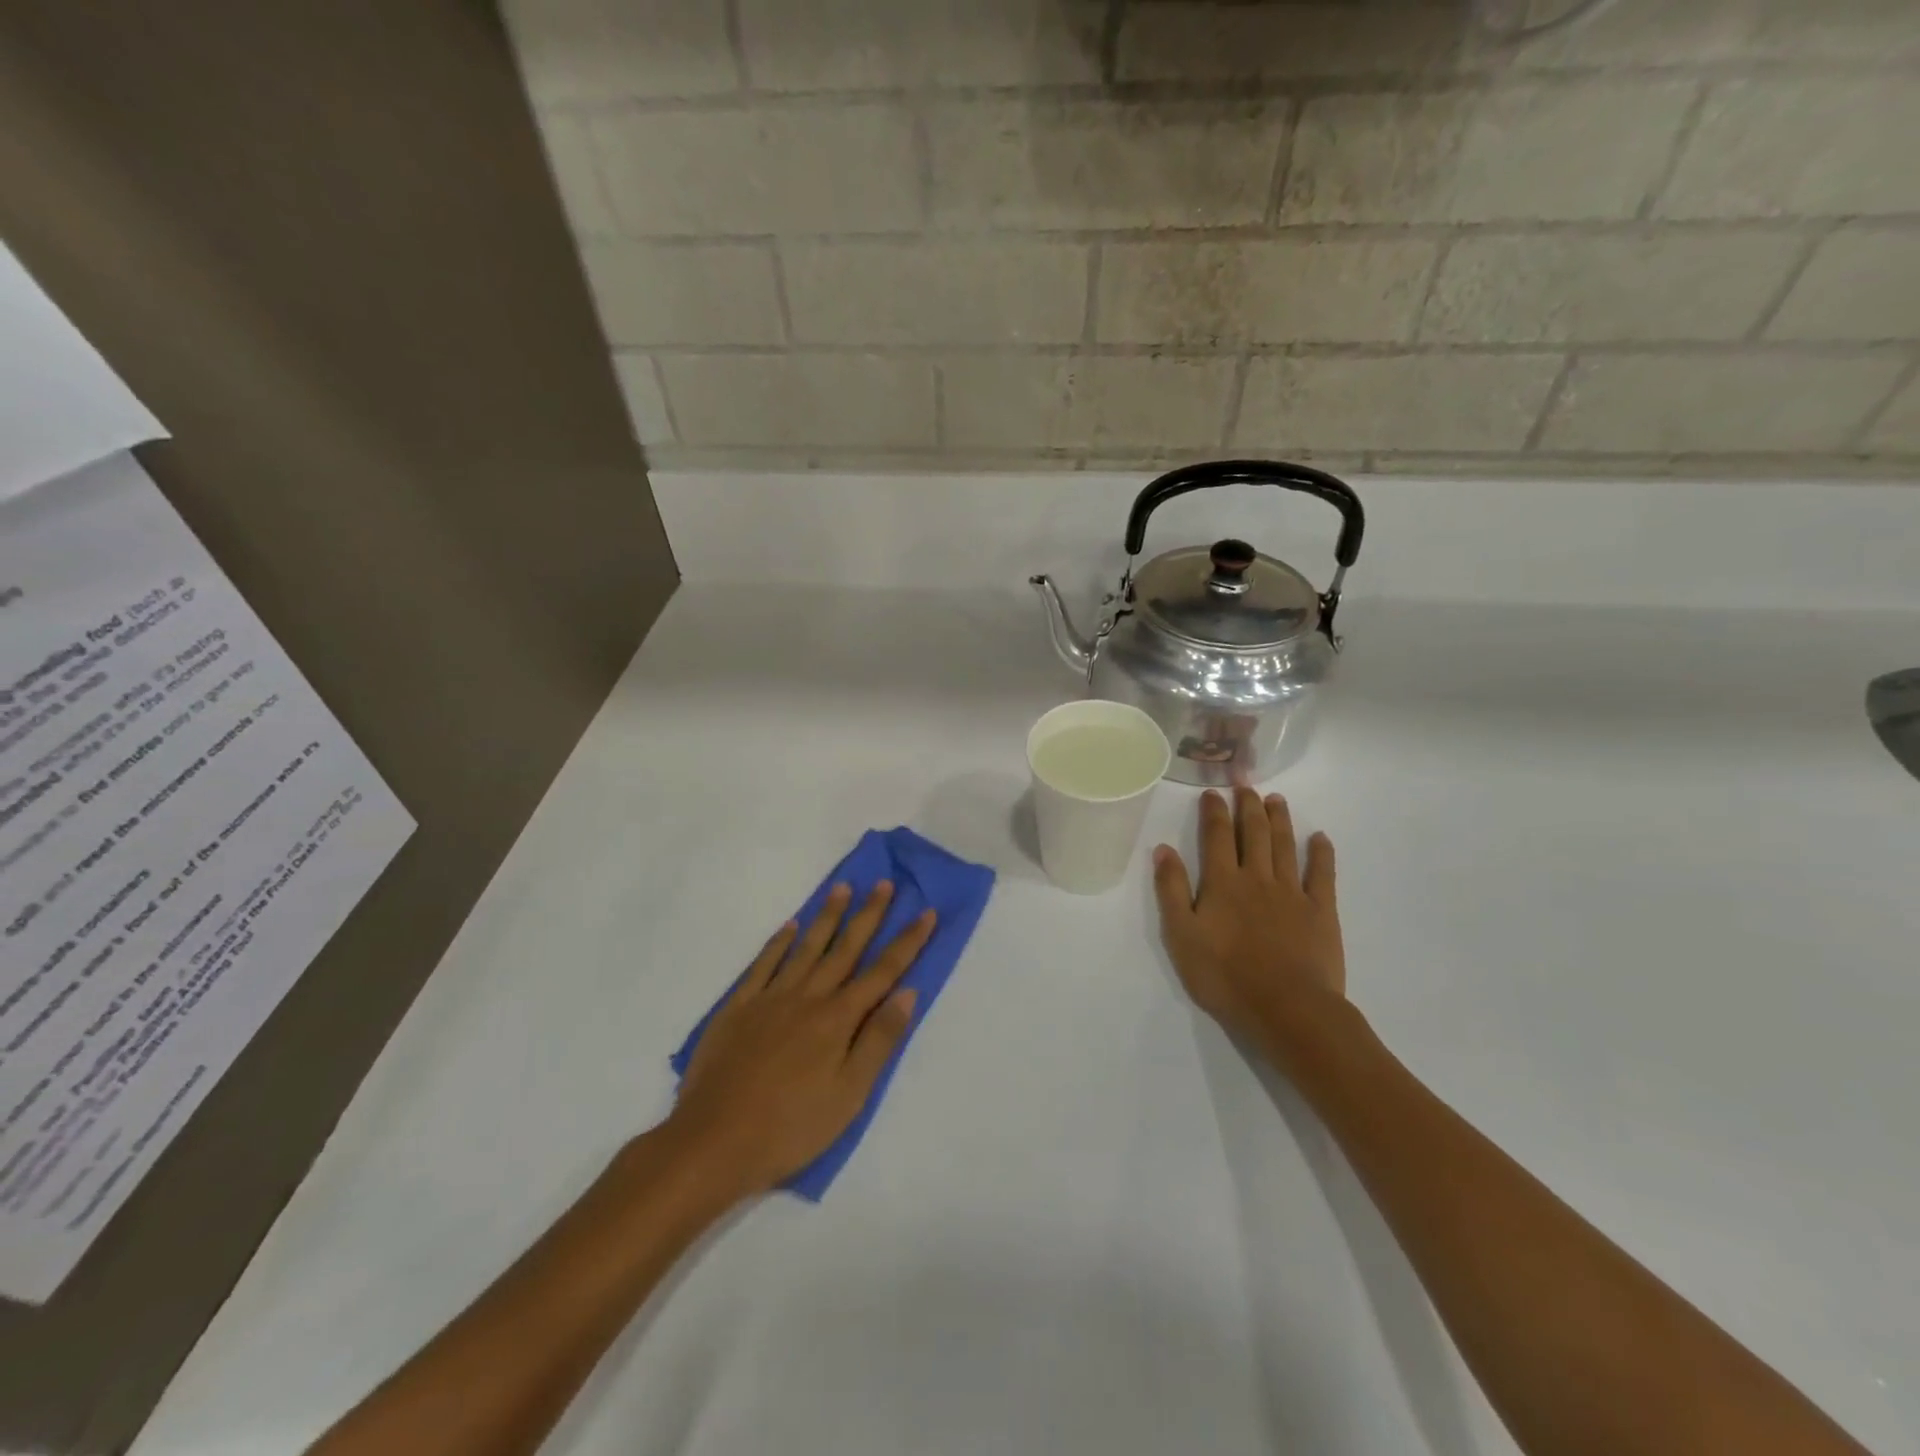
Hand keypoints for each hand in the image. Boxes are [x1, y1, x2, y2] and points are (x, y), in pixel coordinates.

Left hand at [668, 882, 935, 1197]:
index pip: (883, 972)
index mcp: (838, 1019)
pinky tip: (790, 926)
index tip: (926, 912)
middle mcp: (808, 997)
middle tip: (884, 883)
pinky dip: (779, 942)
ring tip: (842, 887)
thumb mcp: (849, 1096)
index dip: (907, 942)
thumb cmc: (790, 1128)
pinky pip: (763, 964)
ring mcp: (770, 998)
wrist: (712, 1142)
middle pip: (845, 948)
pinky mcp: (738, 1007)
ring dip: (827, 916)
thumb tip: (908, 993)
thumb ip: (878, 1041)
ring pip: (806, 947)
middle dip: (869, 915)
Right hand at [1153, 788, 1346, 1058]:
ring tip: (1276, 799)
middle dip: (1248, 806)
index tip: (1212, 792)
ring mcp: (1292, 892)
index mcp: (1222, 883)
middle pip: (1253, 833)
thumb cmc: (1225, 976)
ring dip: (1279, 820)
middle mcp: (1257, 878)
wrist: (1286, 1008)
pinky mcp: (1321, 911)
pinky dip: (1321, 853)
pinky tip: (1320, 838)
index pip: (1215, 837)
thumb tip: (1163, 848)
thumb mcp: (1181, 936)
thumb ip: (1171, 890)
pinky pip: (1322, 874)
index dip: (1213, 812)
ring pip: (1284, 845)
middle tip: (1246, 784)